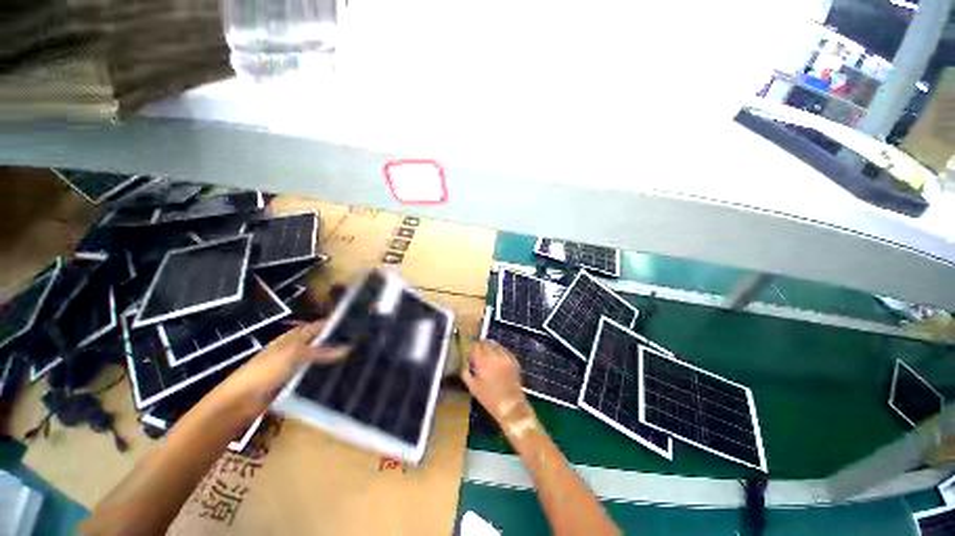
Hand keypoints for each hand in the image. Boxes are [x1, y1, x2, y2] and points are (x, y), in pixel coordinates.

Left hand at [210, 321, 348, 418]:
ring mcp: (293, 367)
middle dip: (338, 343)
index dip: (335, 325)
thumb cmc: (264, 372)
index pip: (318, 326)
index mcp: (293, 337)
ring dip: (333, 360)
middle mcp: (295, 349)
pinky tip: (339, 378)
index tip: (357, 326)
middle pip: (320, 342)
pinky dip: (325, 375)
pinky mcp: (293, 383)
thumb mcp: (294, 355)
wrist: (238, 403)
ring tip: (357, 360)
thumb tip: (349, 348)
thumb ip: (321, 351)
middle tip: (361, 345)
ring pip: (318, 360)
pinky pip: (313, 376)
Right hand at [462, 340, 532, 424]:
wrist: (510, 405)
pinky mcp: (513, 360)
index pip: (475, 346)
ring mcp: (505, 357)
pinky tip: (497, 355)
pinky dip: (499, 350)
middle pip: (486, 343)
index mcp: (483, 361)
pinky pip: (504, 350)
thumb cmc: (489, 398)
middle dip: (480, 344)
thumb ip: (466, 372)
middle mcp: (494, 355)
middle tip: (477, 349)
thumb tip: (466, 362)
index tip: (470, 350)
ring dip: (490, 345)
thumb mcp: (472, 387)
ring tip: (486, 350)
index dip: (471, 346)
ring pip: (496, 344)